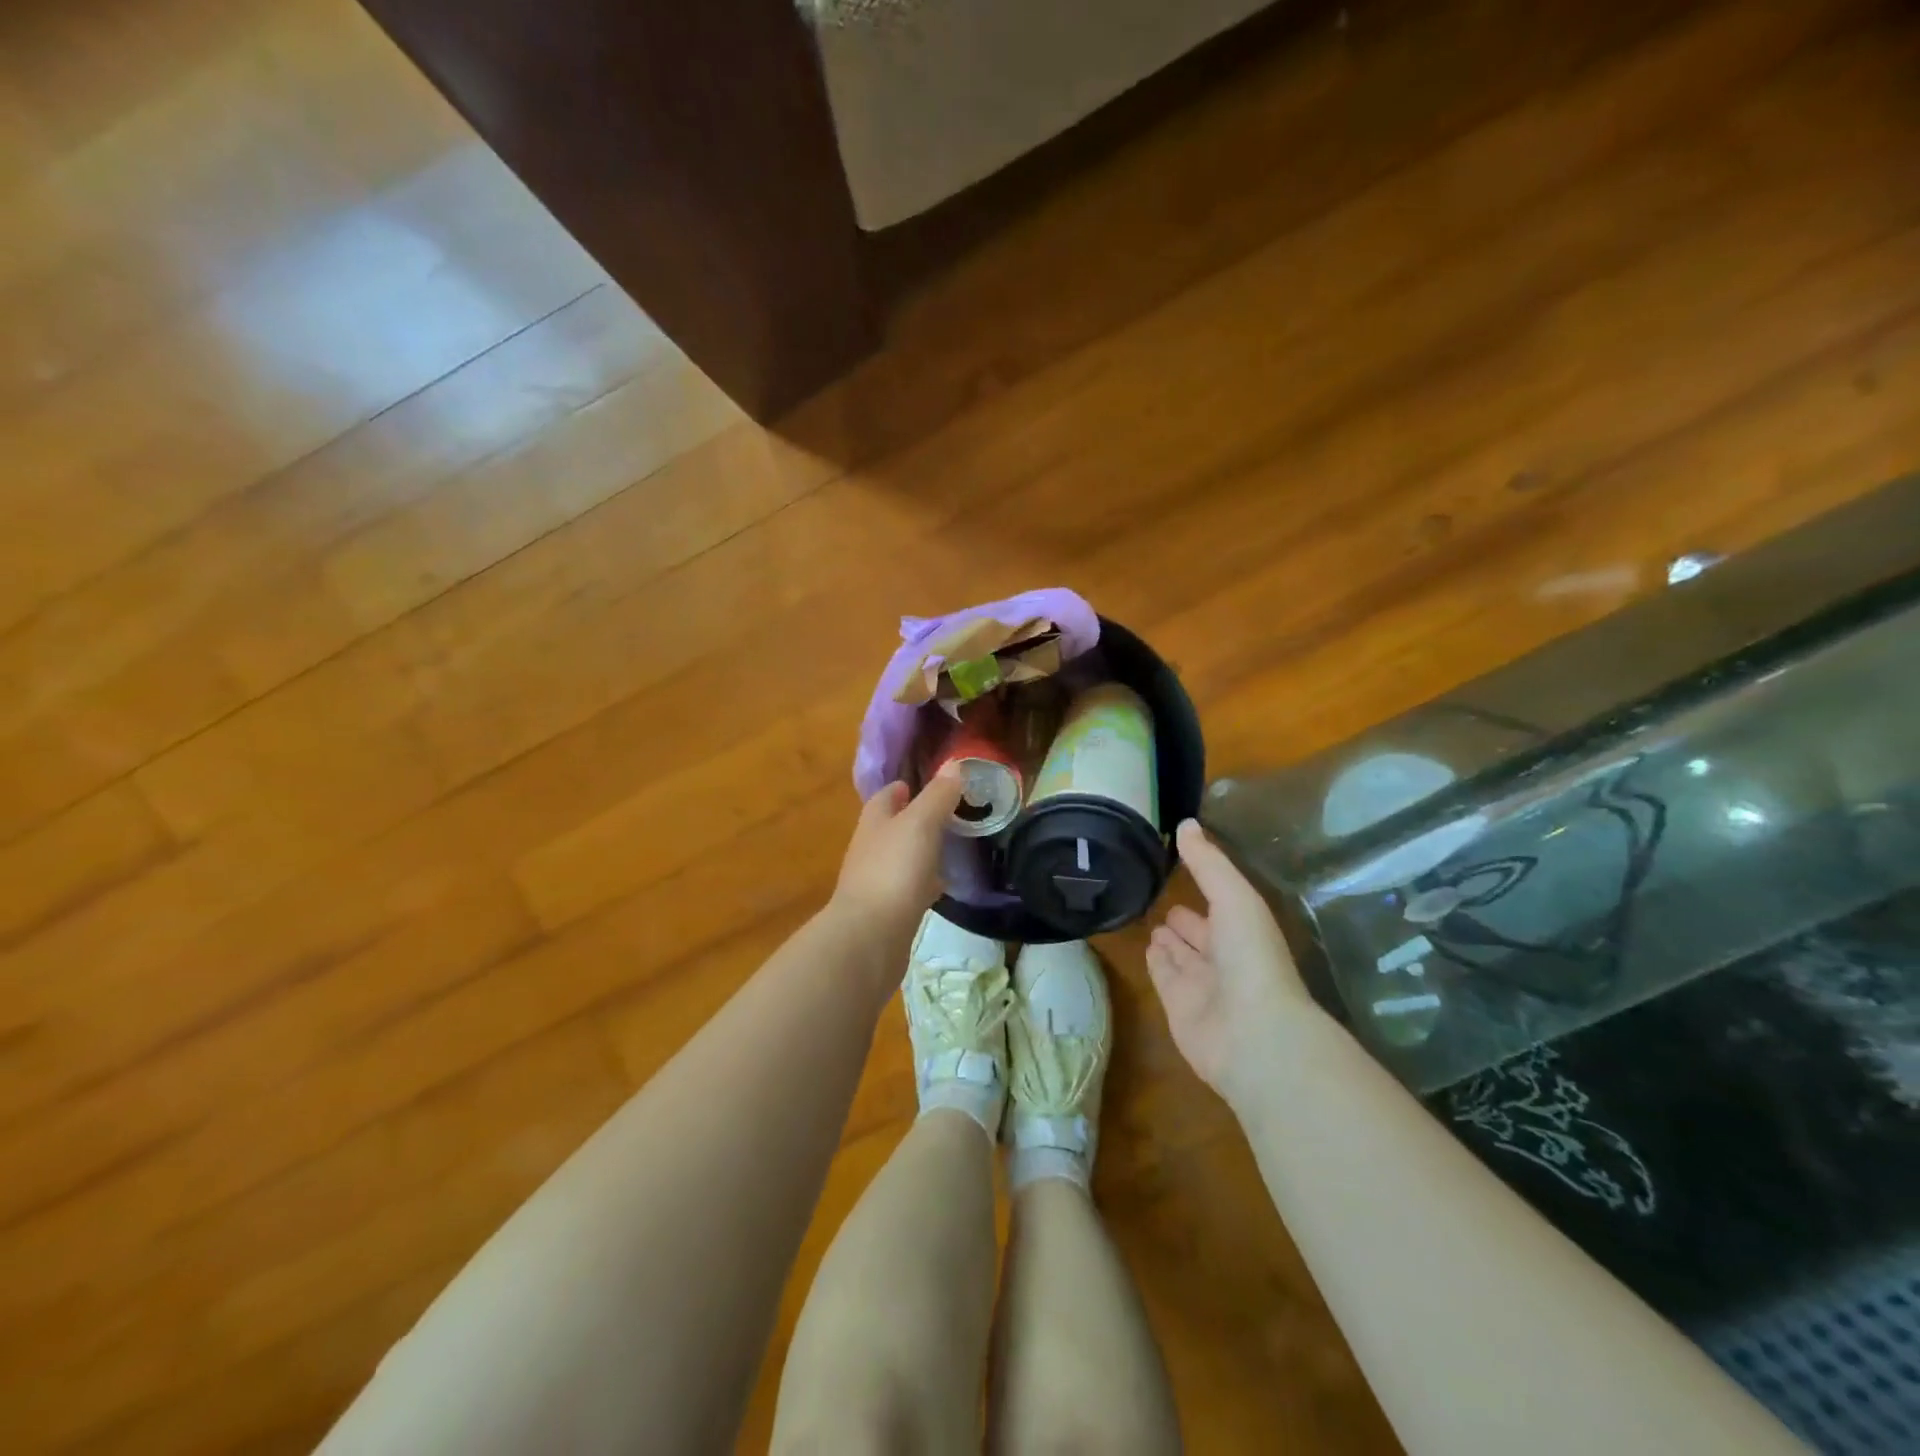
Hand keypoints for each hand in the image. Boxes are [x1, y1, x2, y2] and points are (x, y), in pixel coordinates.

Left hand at [830, 766, 966, 942]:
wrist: (870, 938)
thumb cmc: (894, 871)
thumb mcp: (920, 824)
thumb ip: (938, 796)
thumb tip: (954, 764)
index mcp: (874, 822)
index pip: (887, 796)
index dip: (906, 788)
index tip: (933, 784)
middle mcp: (870, 848)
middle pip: (893, 826)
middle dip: (917, 819)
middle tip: (951, 814)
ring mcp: (877, 881)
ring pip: (902, 858)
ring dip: (922, 851)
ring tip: (952, 847)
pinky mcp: (888, 911)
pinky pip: (909, 888)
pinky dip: (924, 883)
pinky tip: (942, 887)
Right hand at [1147, 820, 1318, 1108]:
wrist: (1253, 1034)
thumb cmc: (1250, 957)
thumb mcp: (1234, 897)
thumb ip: (1207, 863)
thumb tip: (1185, 822)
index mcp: (1244, 930)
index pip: (1219, 904)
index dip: (1203, 886)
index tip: (1178, 863)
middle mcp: (1224, 957)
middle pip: (1199, 933)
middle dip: (1183, 917)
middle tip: (1157, 893)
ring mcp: (1202, 985)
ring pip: (1180, 955)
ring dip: (1167, 939)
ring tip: (1146, 917)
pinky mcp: (1178, 1008)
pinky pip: (1164, 978)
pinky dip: (1156, 963)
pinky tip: (1145, 948)